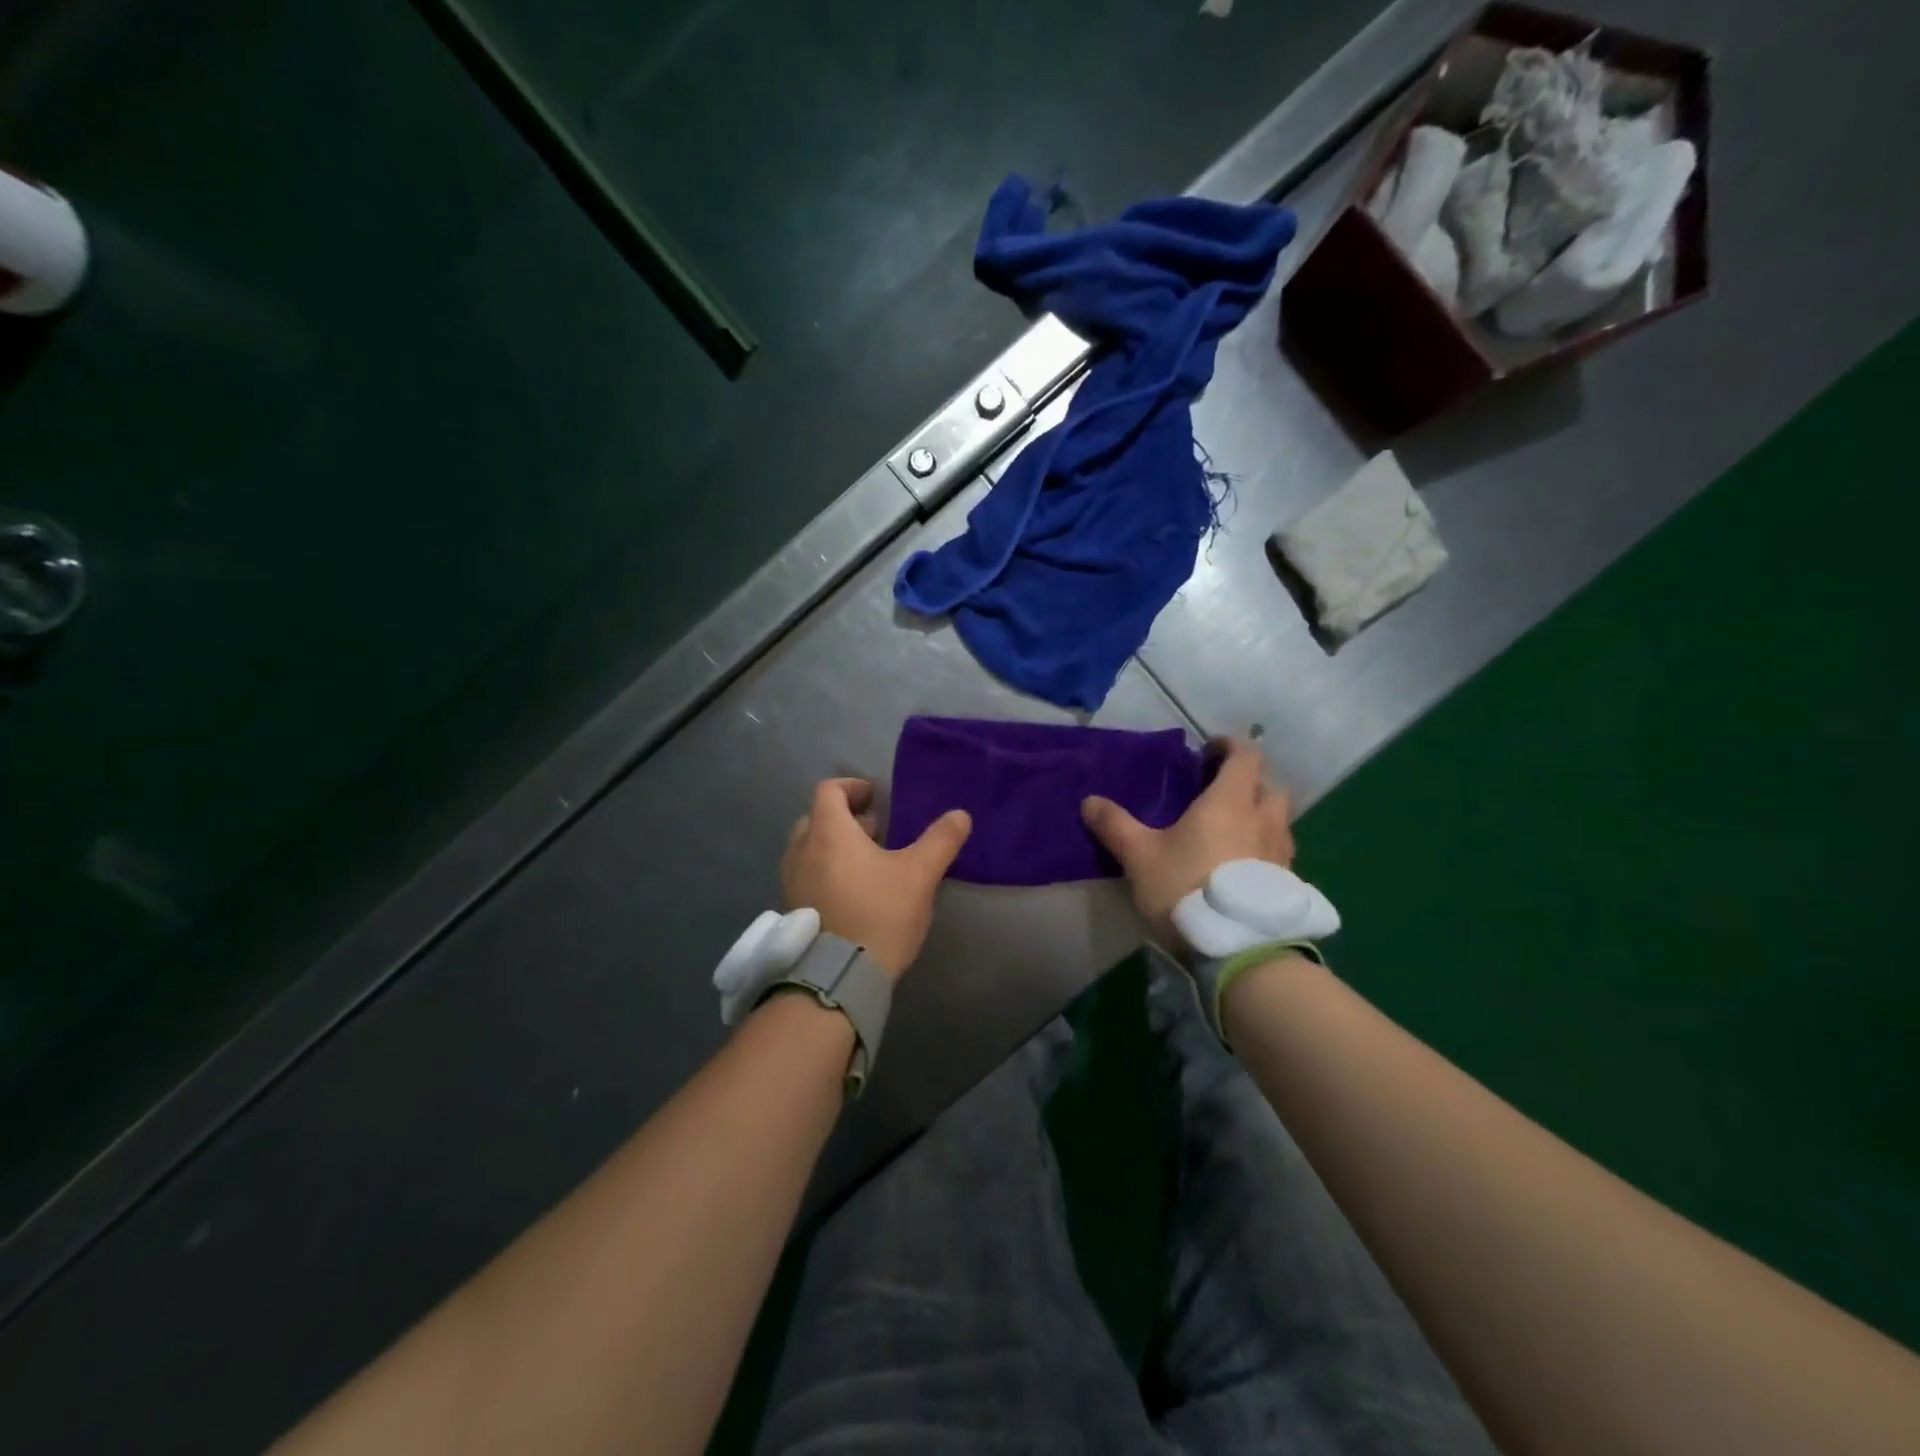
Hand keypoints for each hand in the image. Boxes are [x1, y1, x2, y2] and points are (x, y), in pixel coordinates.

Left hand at [781, 778, 971, 979]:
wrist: (840, 974)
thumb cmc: (879, 913)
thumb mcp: (919, 874)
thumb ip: (940, 840)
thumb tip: (960, 814)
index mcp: (828, 832)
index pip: (829, 791)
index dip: (852, 787)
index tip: (875, 796)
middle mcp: (802, 850)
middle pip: (816, 817)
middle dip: (844, 818)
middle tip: (875, 830)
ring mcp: (792, 880)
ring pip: (809, 848)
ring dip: (834, 845)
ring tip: (867, 861)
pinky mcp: (792, 908)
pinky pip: (806, 874)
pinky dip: (825, 870)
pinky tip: (853, 891)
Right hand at [1082, 738, 1294, 950]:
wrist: (1237, 948)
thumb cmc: (1186, 887)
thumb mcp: (1140, 856)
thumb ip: (1115, 825)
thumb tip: (1089, 802)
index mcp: (1230, 802)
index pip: (1245, 756)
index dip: (1230, 746)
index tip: (1210, 750)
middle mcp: (1263, 819)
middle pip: (1269, 786)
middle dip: (1249, 782)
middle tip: (1221, 792)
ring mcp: (1281, 852)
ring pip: (1278, 820)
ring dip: (1260, 815)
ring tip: (1232, 830)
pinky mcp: (1288, 883)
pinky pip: (1280, 851)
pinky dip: (1264, 847)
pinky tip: (1242, 866)